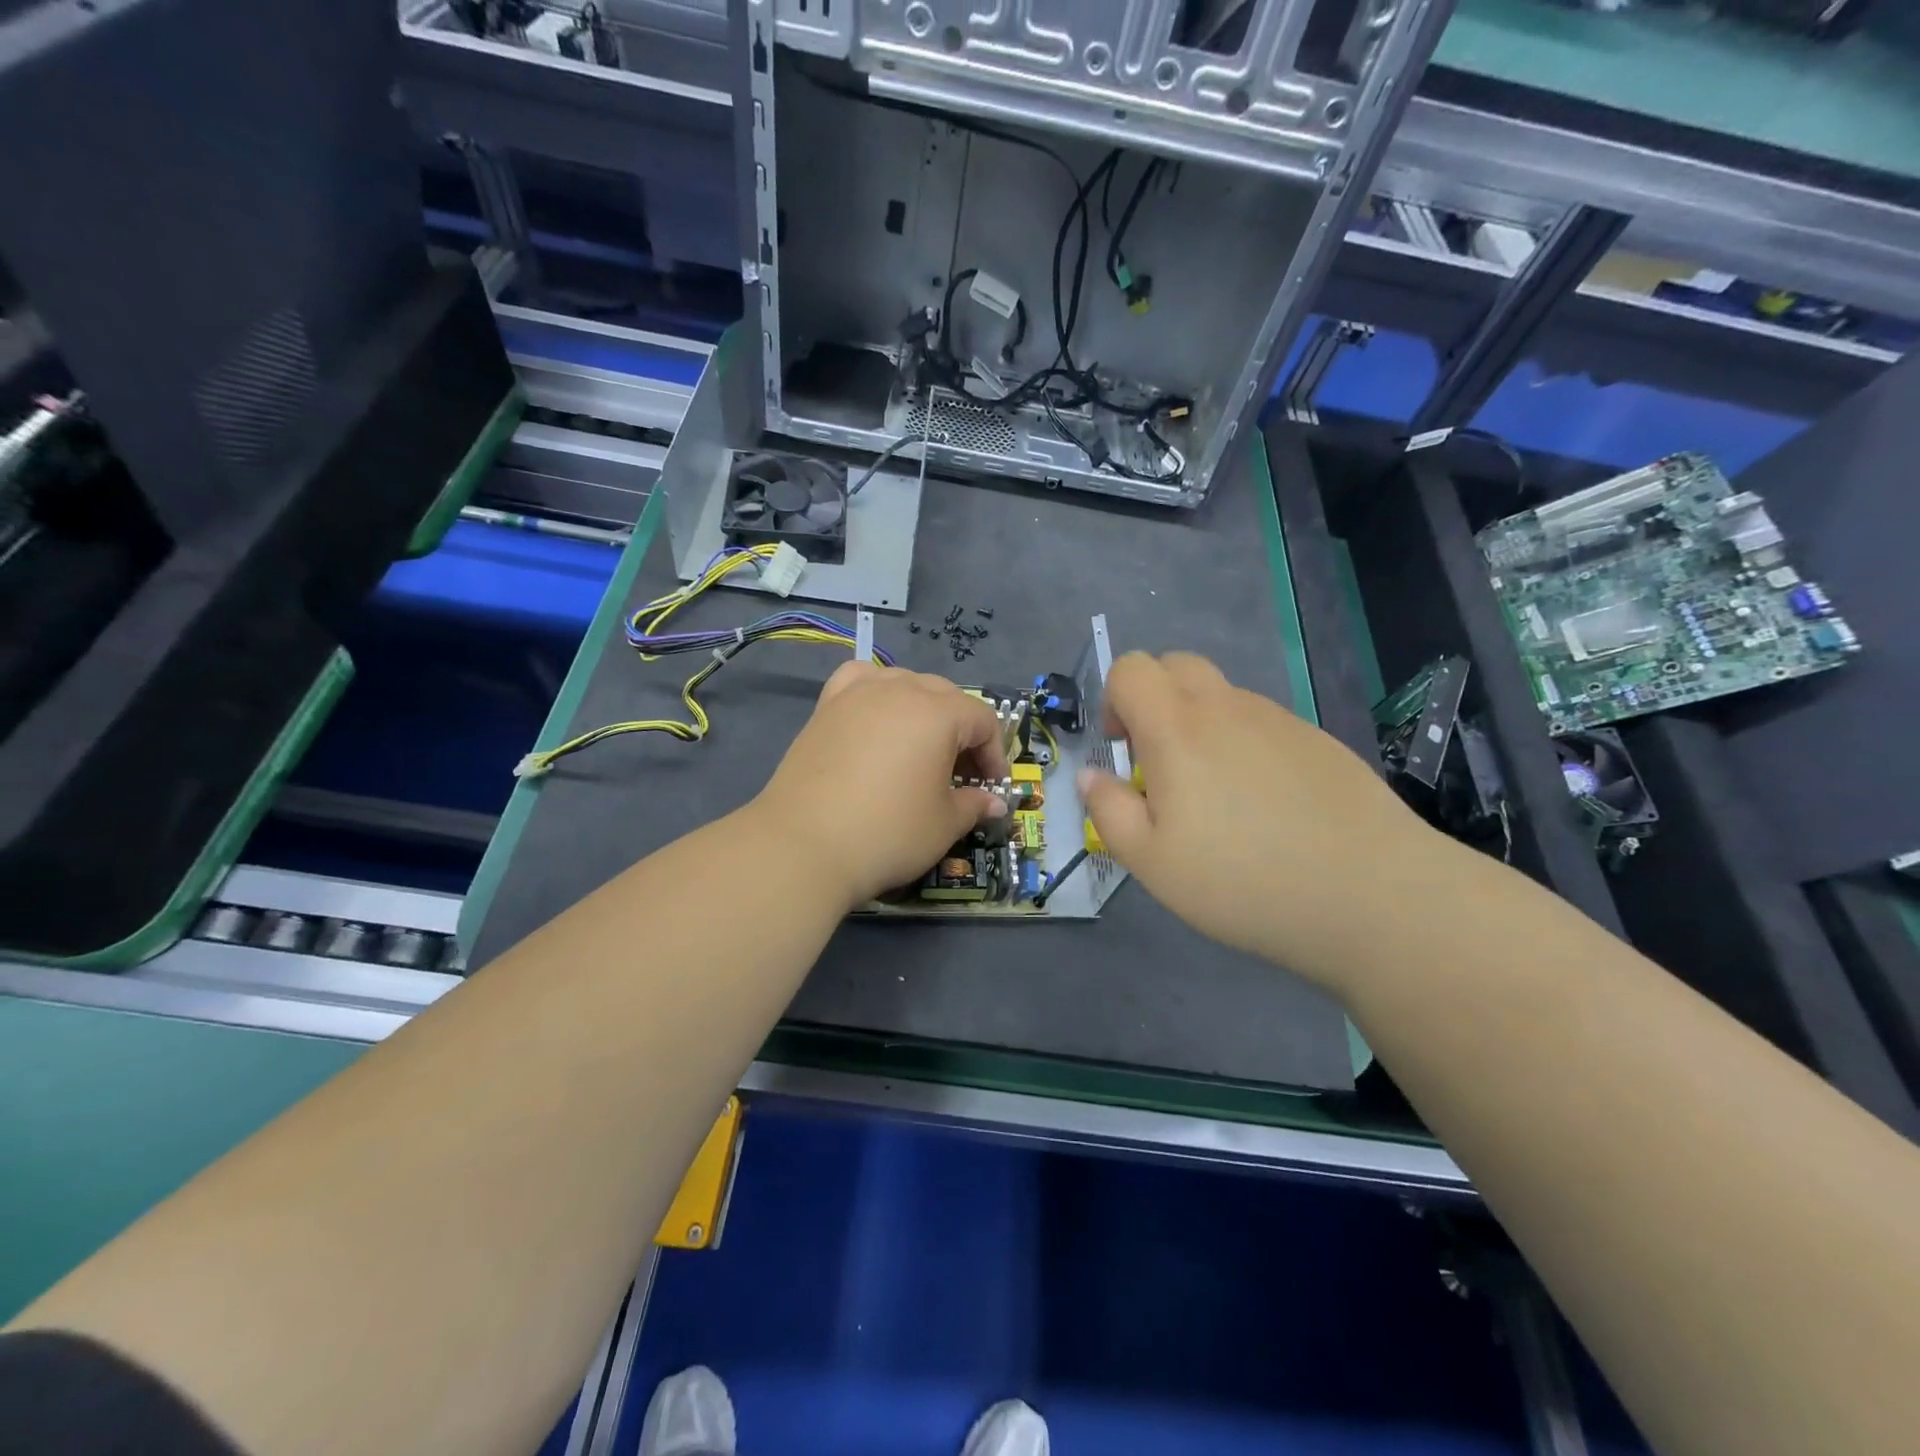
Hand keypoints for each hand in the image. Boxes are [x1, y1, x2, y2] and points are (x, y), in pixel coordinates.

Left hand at [750, 660, 1009, 908]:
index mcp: (938, 713)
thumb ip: (974, 805)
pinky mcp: (826, 707)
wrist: (803, 846)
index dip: (994, 754)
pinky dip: (876, 691)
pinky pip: (860, 680)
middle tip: (960, 775)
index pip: (982, 719)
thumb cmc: (887, 833)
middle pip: (946, 696)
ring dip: (923, 709)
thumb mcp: (944, 825)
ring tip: (920, 747)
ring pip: (904, 683)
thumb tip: (994, 803)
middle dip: (962, 732)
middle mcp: (900, 690)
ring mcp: (858, 694)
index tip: (990, 787)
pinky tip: (876, 715)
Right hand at [1078, 651, 1449, 992]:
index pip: (1132, 668)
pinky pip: (1263, 724)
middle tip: (1160, 764)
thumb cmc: (1243, 881)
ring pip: (1222, 696)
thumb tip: (1091, 775)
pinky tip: (1267, 808)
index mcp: (1178, 729)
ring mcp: (1280, 720)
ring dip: (1201, 726)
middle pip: (1177, 664)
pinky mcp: (1319, 741)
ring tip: (1218, 799)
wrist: (1373, 895)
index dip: (1113, 700)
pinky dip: (1244, 746)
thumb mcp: (1151, 862)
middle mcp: (1228, 708)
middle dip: (1154, 700)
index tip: (1123, 752)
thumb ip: (1108, 810)